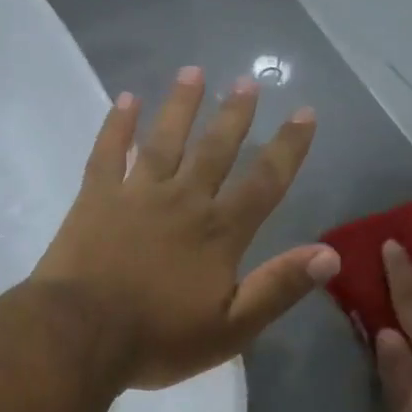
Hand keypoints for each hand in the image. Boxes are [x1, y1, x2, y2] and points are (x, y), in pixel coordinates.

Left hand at [31, 68, 339, 391]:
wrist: (81, 334)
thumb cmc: (157, 339)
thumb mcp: (231, 329)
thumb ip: (278, 288)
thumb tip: (330, 254)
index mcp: (218, 233)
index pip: (264, 182)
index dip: (288, 147)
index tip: (304, 113)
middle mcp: (183, 201)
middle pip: (215, 149)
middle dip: (235, 115)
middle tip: (248, 81)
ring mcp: (136, 193)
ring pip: (165, 139)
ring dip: (181, 105)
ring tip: (194, 72)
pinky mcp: (96, 196)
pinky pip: (108, 151)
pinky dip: (118, 124)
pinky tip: (126, 99)